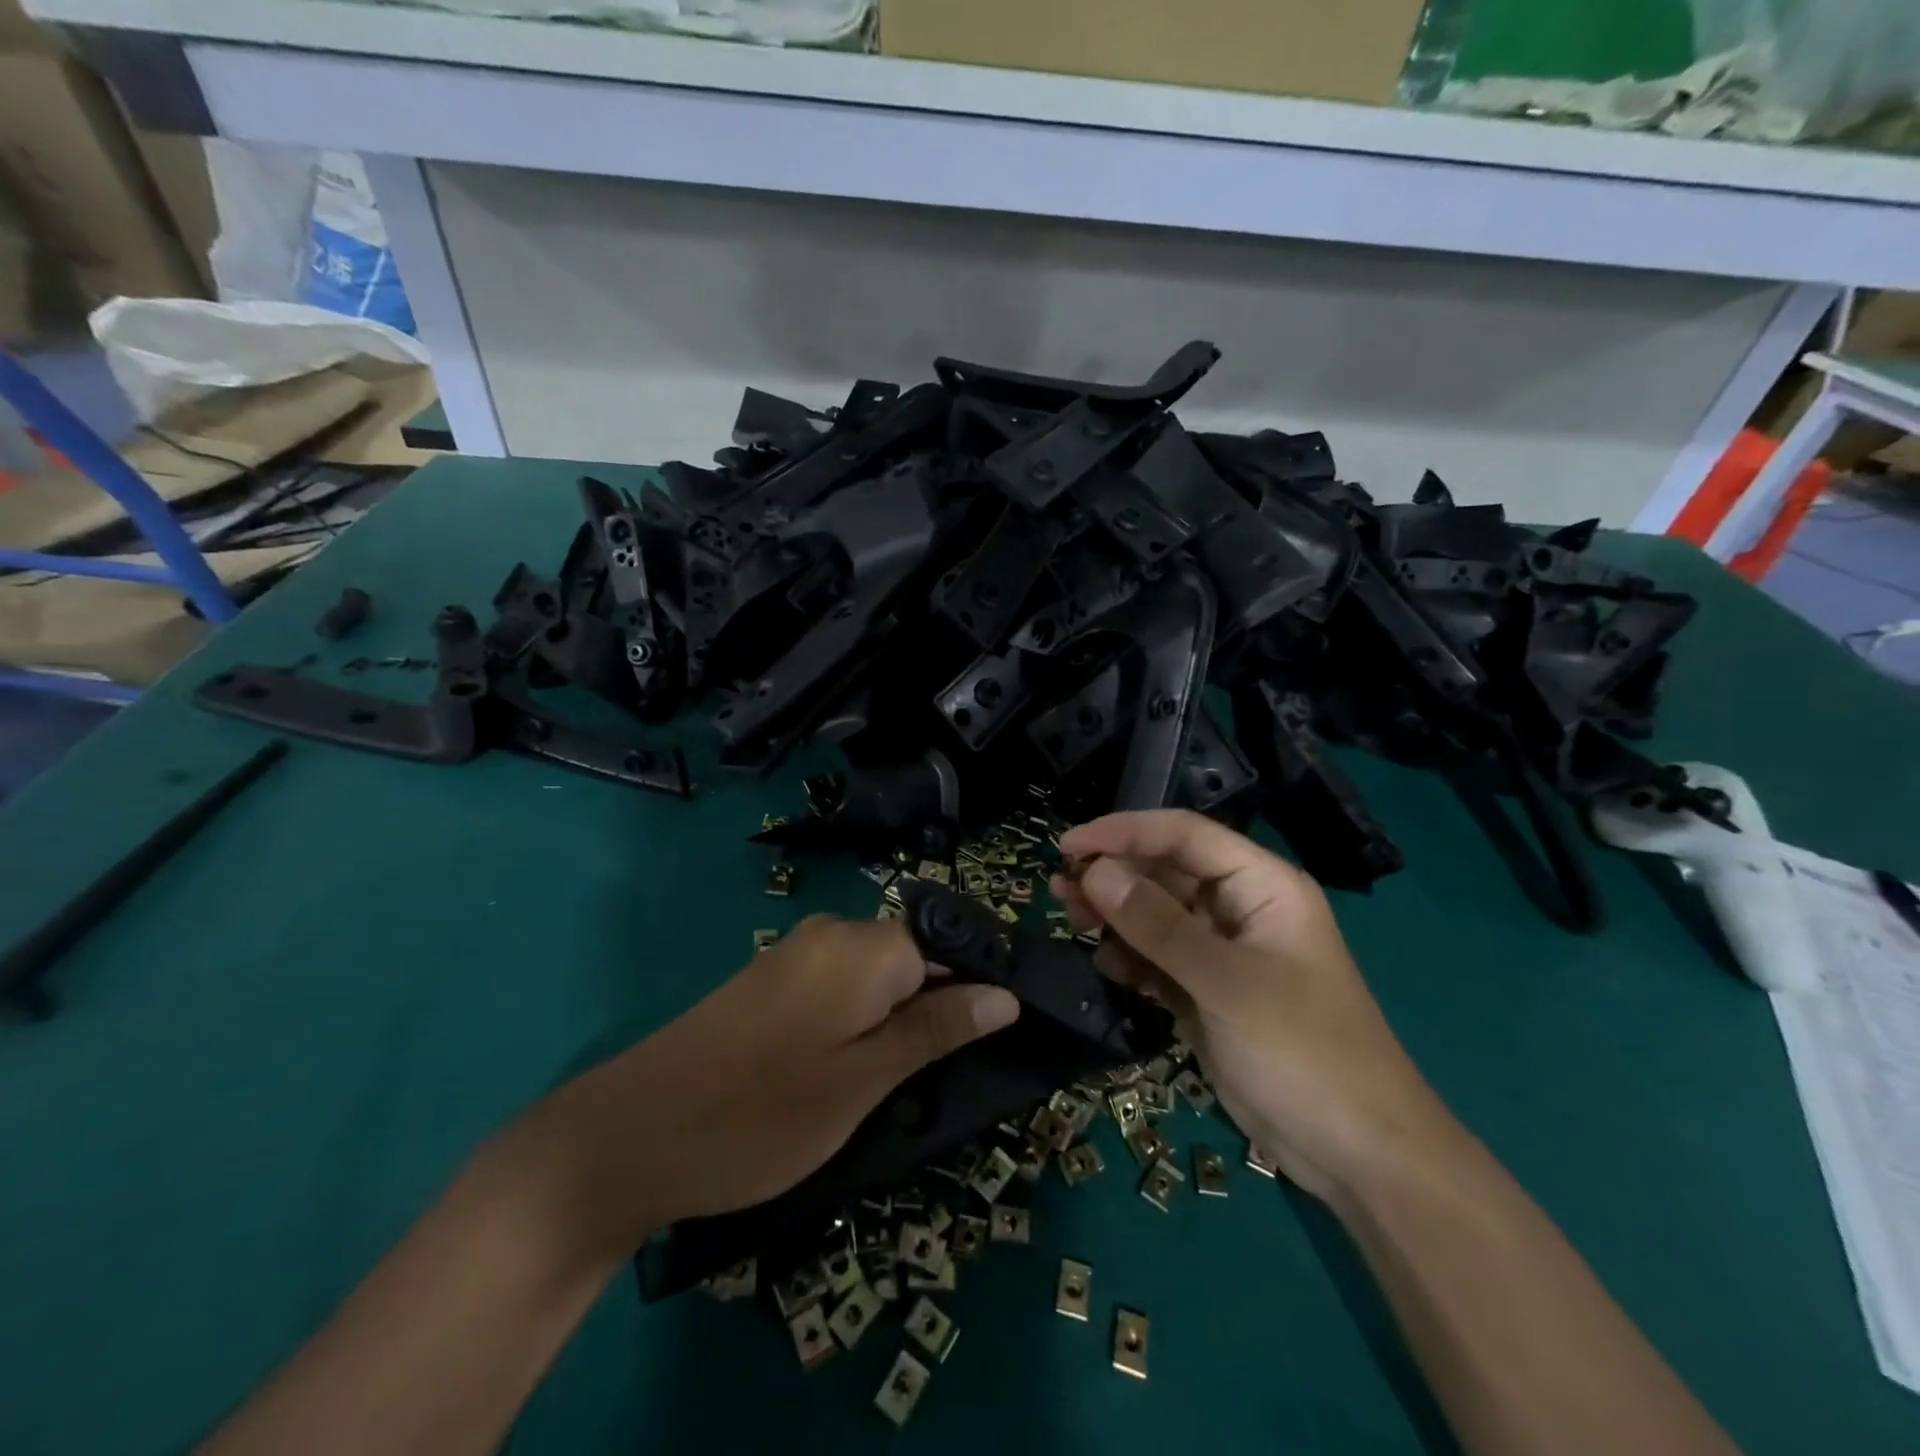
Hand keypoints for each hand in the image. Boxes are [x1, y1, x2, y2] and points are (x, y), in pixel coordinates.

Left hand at [522, 916, 1020, 1254]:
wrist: (630, 1135)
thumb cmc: (760, 1114)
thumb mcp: (863, 1081)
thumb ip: (936, 1030)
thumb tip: (1003, 995)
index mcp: (863, 946)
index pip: (946, 945)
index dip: (975, 988)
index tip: (993, 1041)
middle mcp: (831, 934)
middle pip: (912, 957)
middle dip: (936, 1009)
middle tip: (942, 1078)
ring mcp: (795, 955)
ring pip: (876, 977)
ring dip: (896, 1022)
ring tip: (897, 1086)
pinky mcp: (770, 981)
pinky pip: (839, 987)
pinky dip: (859, 1023)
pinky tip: (848, 1072)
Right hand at [1052, 810, 1456, 1202]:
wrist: (1358, 1155)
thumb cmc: (1304, 1052)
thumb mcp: (1227, 983)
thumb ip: (1157, 925)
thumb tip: (1095, 872)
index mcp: (1261, 885)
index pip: (1184, 835)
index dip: (1124, 831)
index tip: (1068, 845)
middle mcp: (1240, 908)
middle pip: (1166, 872)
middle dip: (1113, 876)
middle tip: (1061, 891)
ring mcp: (1223, 952)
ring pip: (1156, 915)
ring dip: (1115, 916)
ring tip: (1072, 922)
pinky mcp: (1208, 991)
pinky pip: (1158, 958)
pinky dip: (1130, 958)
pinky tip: (1107, 968)